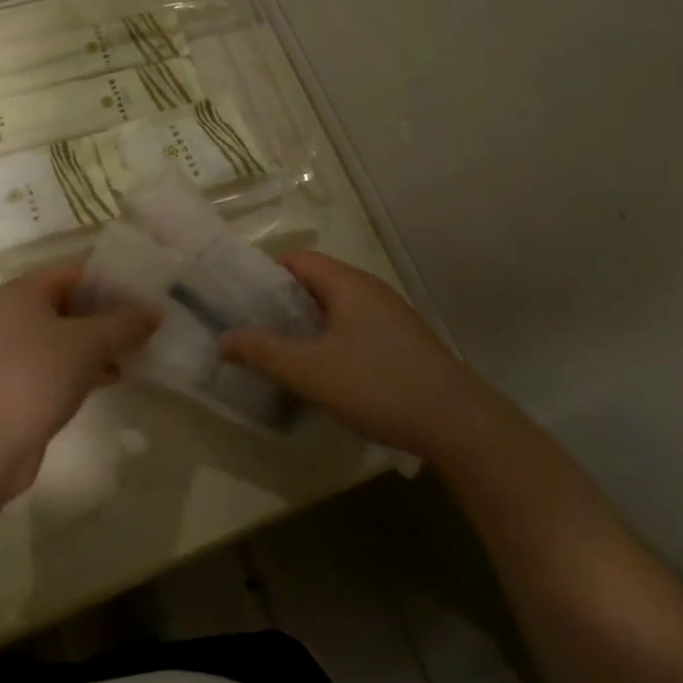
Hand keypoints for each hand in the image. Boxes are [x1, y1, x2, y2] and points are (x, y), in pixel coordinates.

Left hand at [0, 267, 157, 497]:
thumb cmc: (38, 376)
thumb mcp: (88, 344)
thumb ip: (124, 323)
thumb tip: (155, 311)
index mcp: (24, 292)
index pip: (75, 272)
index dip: (111, 280)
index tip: (145, 292)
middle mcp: (15, 314)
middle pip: (71, 303)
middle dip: (109, 313)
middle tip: (147, 322)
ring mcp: (14, 349)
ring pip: (66, 335)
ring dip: (100, 342)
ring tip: (139, 349)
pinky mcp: (19, 381)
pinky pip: (59, 362)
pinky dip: (85, 365)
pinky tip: (114, 376)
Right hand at [220, 252, 479, 458]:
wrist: (458, 423)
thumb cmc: (378, 385)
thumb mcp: (311, 371)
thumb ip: (264, 352)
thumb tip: (224, 338)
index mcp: (348, 283)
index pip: (297, 259)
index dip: (264, 273)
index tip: (238, 298)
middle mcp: (369, 290)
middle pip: (315, 282)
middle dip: (281, 302)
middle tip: (251, 327)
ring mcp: (389, 315)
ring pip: (335, 307)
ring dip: (305, 324)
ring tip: (279, 351)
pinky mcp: (401, 341)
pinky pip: (353, 327)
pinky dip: (329, 339)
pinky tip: (321, 371)